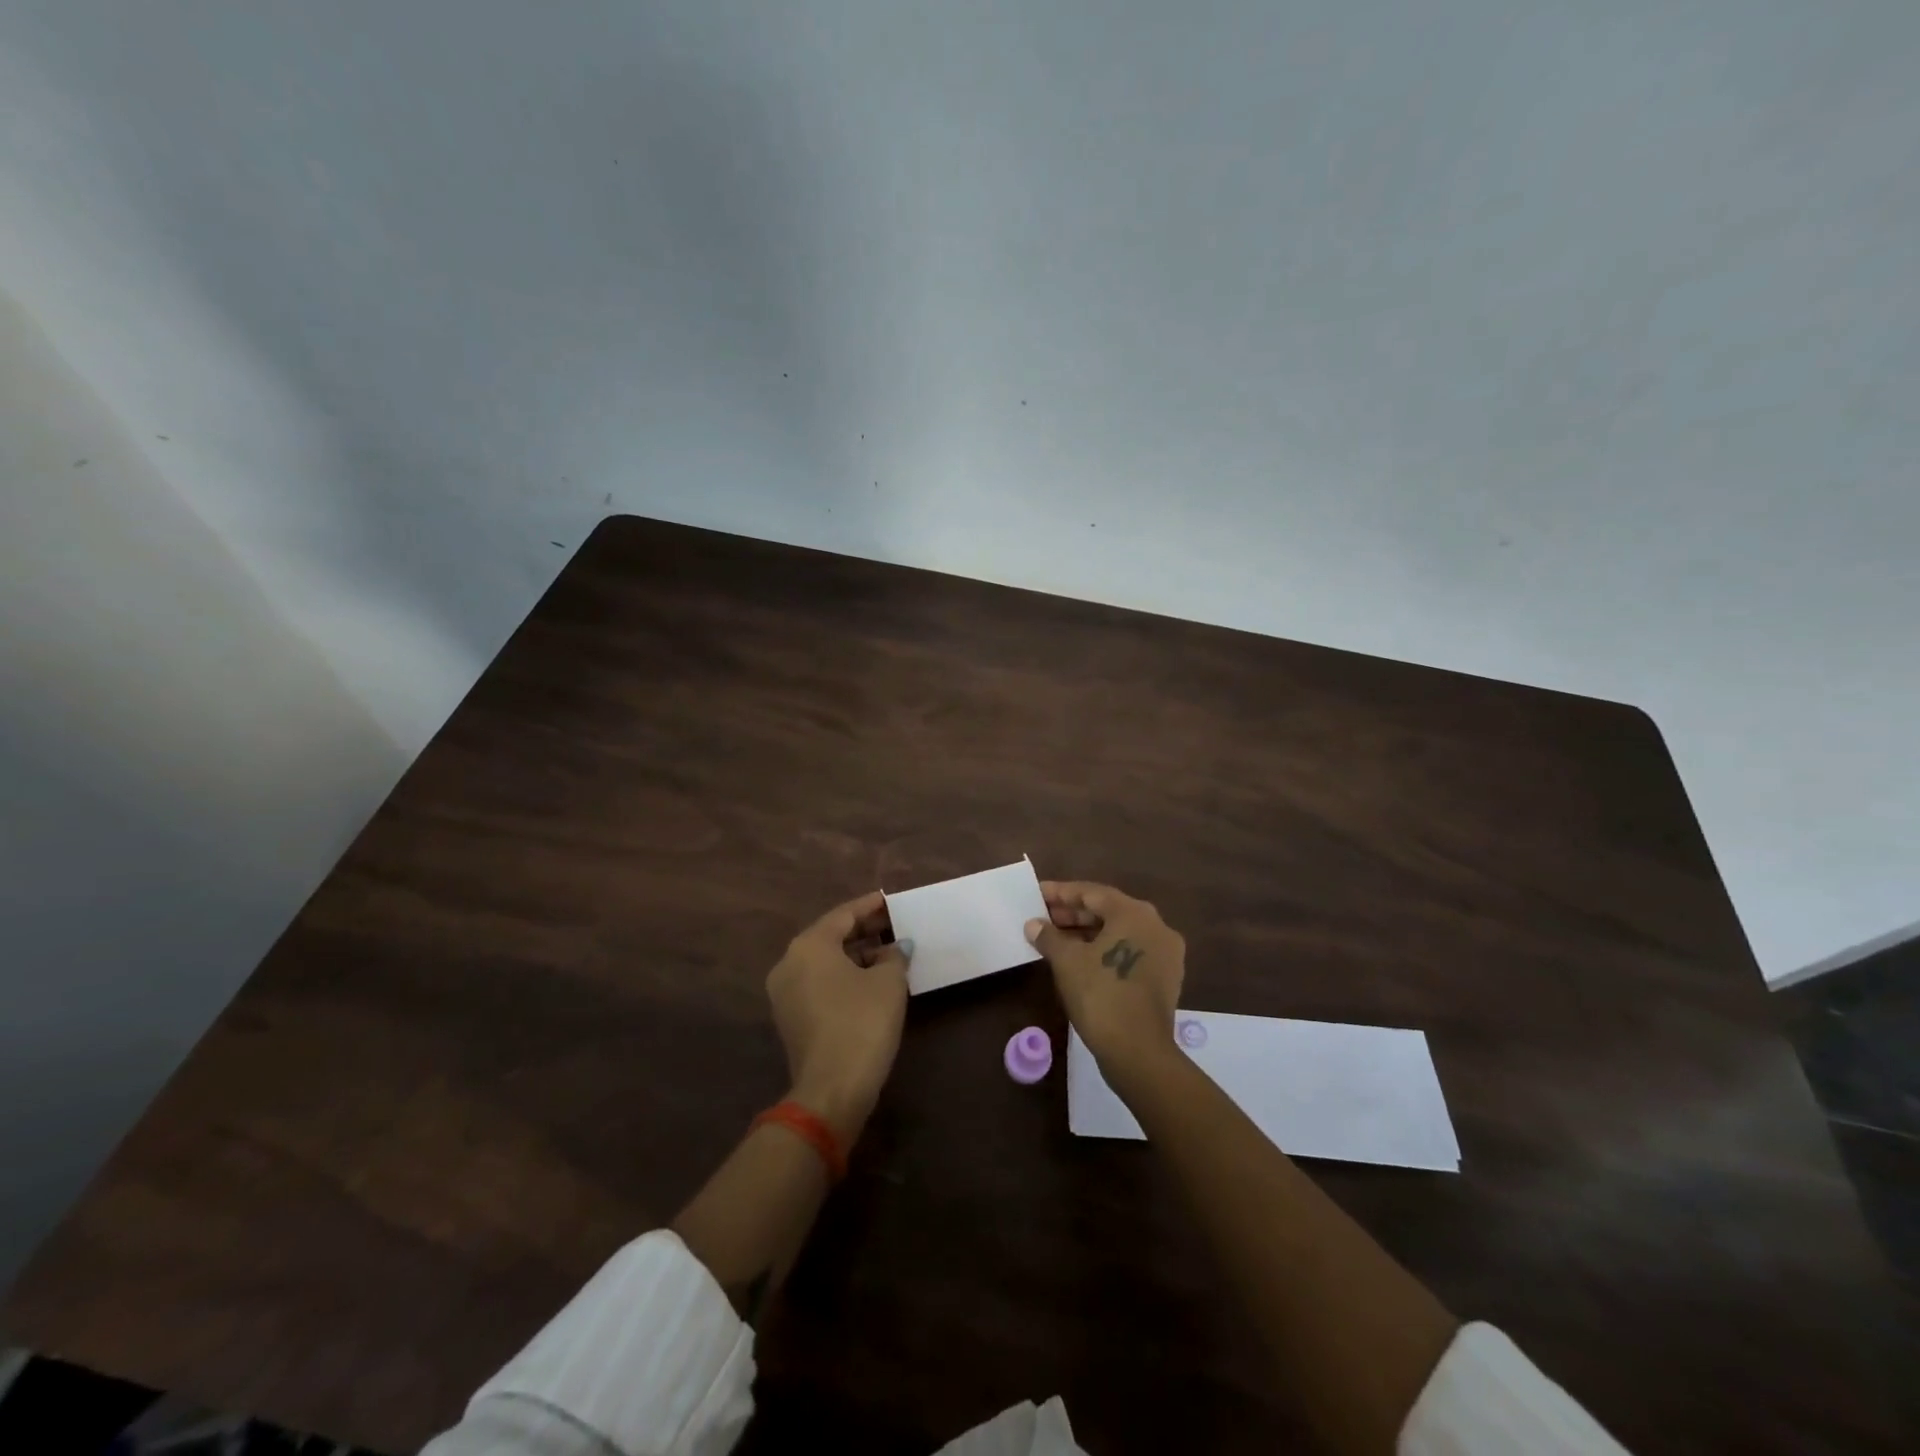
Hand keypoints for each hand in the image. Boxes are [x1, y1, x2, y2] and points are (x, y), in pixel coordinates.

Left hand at [767, 890, 911, 1144]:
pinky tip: (870, 980)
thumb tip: (896, 948)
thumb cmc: (862, 1023)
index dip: (870, 906)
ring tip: (888, 953)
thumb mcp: (888, 983)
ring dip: (855, 955)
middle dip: (862, 930)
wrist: (831, 1090)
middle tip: (893, 925)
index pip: (843, 914)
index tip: (890, 899)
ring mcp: (785, 993)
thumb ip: (894, 956)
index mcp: (809, 945)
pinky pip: (819, 983)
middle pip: (830, 936)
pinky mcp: (790, 1018)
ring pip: (824, 961)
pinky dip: (843, 975)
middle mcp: (789, 962)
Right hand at [1026, 880, 1184, 1089]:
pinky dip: (1105, 951)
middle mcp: (1156, 925)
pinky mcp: (1165, 977)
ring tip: (1056, 939)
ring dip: (1087, 933)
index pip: (1091, 893)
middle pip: (1108, 911)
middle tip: (1043, 917)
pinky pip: (1130, 952)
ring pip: (1119, 933)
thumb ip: (1049, 936)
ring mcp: (1165, 953)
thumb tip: (1034, 924)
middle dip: (1073, 914)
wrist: (1138, 1052)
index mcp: (1134, 913)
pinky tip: (1080, 960)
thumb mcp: (1067, 961)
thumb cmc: (1100, 995)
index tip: (1037, 894)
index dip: (1060, 893)